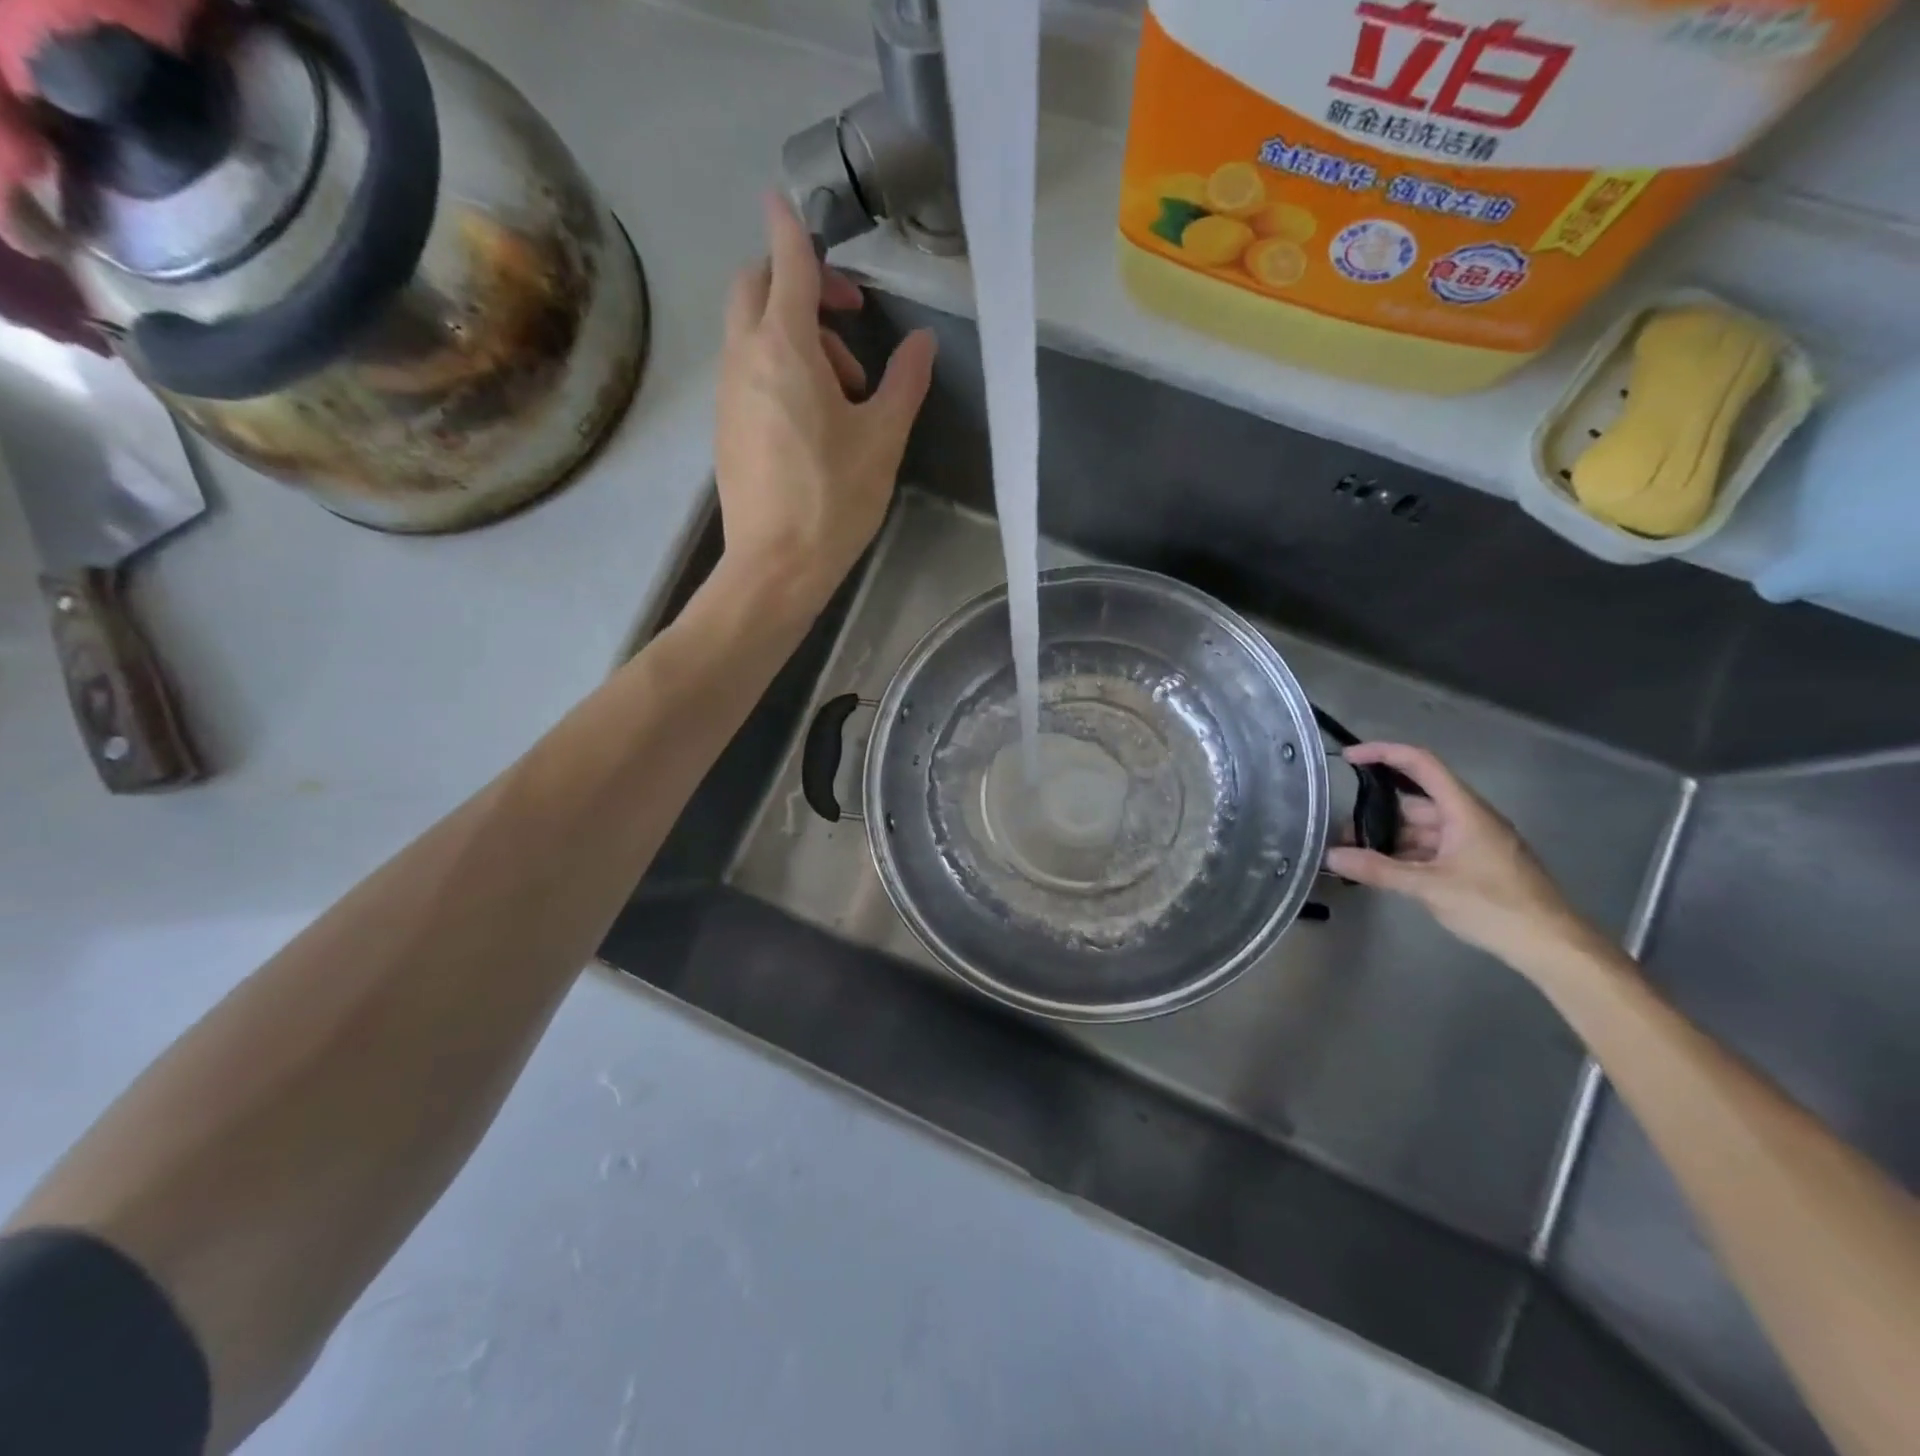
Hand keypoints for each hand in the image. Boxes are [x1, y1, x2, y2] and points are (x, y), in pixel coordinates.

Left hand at [712, 193, 936, 612]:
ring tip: (845, 388)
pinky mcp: (725, 425)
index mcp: (784, 348)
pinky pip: (747, 369)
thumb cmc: (833, 500)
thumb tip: (921, 344)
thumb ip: (904, 383)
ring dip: (795, 333)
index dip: (794, 227)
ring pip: (751, 330)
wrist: (775, 567)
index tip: (791, 202)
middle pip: (755, 286)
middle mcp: (744, 357)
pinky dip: (778, 366)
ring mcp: (728, 392)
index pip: (787, 262)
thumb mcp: (882, 440)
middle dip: (797, 281)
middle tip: (846, 317)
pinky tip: (814, 416)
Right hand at [1325, 743, 1600, 976]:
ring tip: (1354, 853)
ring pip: (1421, 828)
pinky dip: (1406, 854)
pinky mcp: (1475, 864)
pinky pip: (1432, 848)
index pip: (1420, 764)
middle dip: (1377, 811)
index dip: (1383, 753)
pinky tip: (1384, 870)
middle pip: (1415, 801)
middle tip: (1339, 829)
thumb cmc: (1495, 907)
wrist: (1552, 946)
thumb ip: (1379, 870)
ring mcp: (1473, 842)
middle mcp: (1469, 818)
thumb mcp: (1430, 887)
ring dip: (1390, 837)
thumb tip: (1331, 855)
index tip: (1349, 758)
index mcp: (1464, 810)